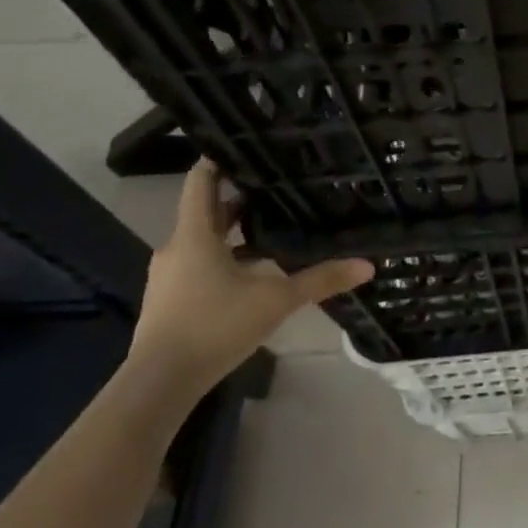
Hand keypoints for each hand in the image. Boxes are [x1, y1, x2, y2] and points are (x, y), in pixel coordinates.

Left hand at [129, 159, 373, 396]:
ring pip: (203, 240)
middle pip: (205, 210)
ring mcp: (170, 276)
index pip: (201, 182)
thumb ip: (320, 280)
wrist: (160, 383)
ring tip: (271, 224)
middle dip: (238, 197)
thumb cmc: (215, 326)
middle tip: (275, 183)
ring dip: (232, 231)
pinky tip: (253, 269)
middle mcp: (178, 248)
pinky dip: (225, 257)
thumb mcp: (276, 300)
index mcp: (195, 235)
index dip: (218, 160)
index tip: (243, 145)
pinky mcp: (171, 300)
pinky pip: (199, 264)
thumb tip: (367, 264)